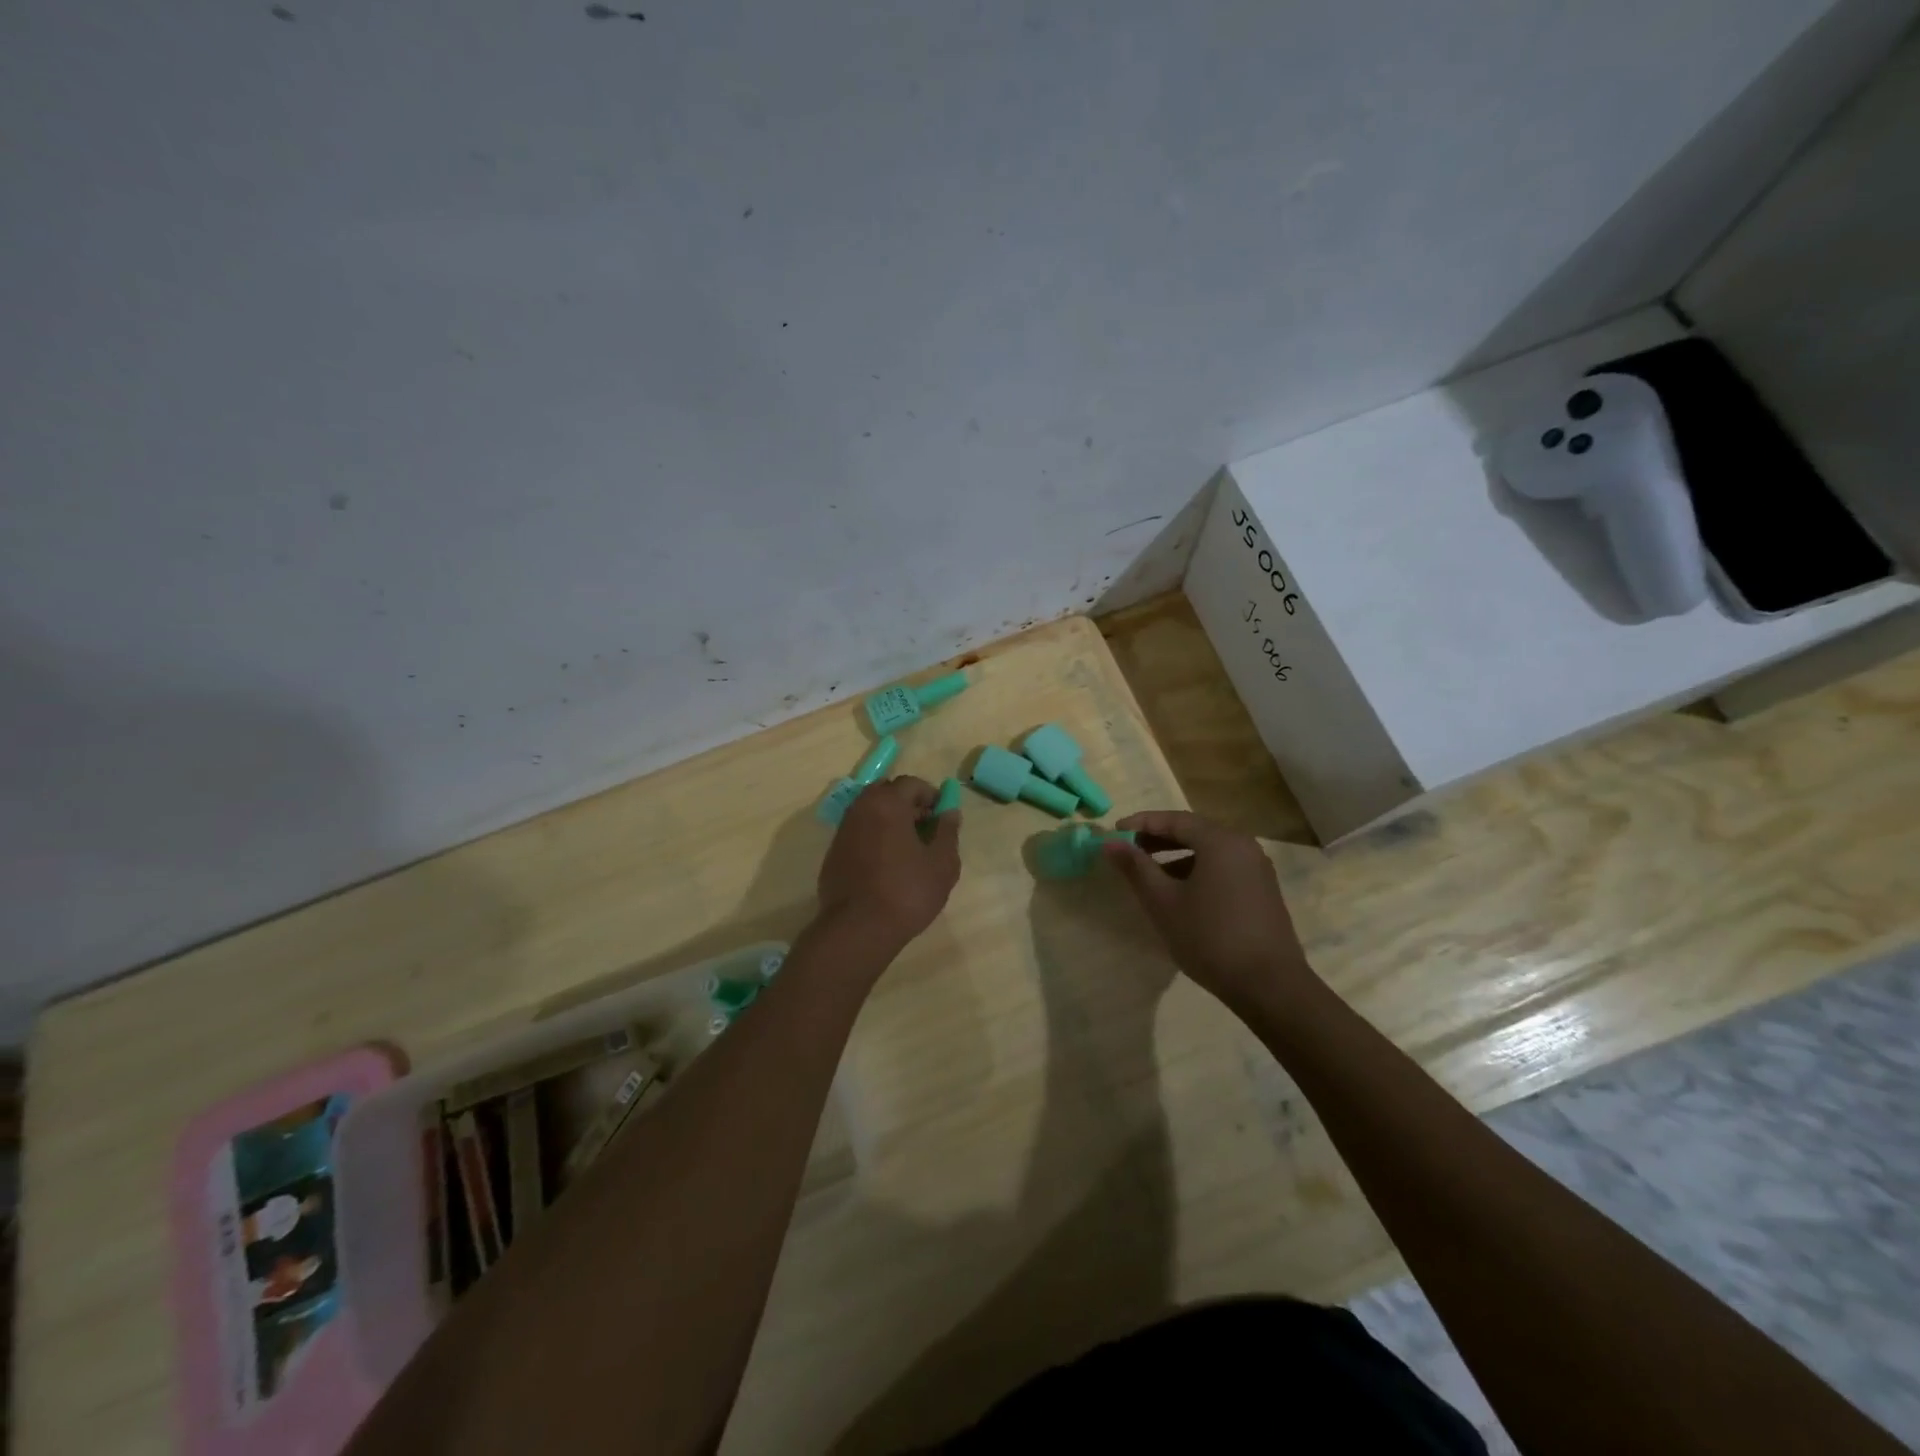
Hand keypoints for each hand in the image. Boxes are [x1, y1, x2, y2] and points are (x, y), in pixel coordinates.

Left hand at [816, 776, 960, 950]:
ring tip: (907, 849)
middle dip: (907, 804)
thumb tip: (949, 812)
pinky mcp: (833, 854)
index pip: (911, 783)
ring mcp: (843, 831)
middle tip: (924, 828)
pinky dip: (873, 838)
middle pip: (886, 792)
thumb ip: (948, 831)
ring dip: (889, 820)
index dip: (930, 795)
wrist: (858, 929)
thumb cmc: (907, 892)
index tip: (941, 816)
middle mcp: (860, 809)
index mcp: (887, 804)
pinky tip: (885, 865)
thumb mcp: (942, 863)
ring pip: (869, 812)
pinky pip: (858, 833)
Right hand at [1102, 810, 1314, 1011]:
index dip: (1141, 823)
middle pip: (1194, 831)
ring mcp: (1257, 868)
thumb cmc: (1210, 938)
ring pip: (1209, 851)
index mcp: (1220, 841)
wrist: (1269, 985)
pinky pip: (1223, 867)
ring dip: (1176, 856)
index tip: (1114, 831)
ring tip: (1150, 875)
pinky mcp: (1262, 890)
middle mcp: (1243, 846)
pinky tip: (1180, 894)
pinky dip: (1197, 871)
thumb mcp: (1164, 902)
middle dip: (1158, 838)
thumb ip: (1136, 868)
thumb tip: (1110, 843)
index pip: (1174, 819)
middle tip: (1129, 850)